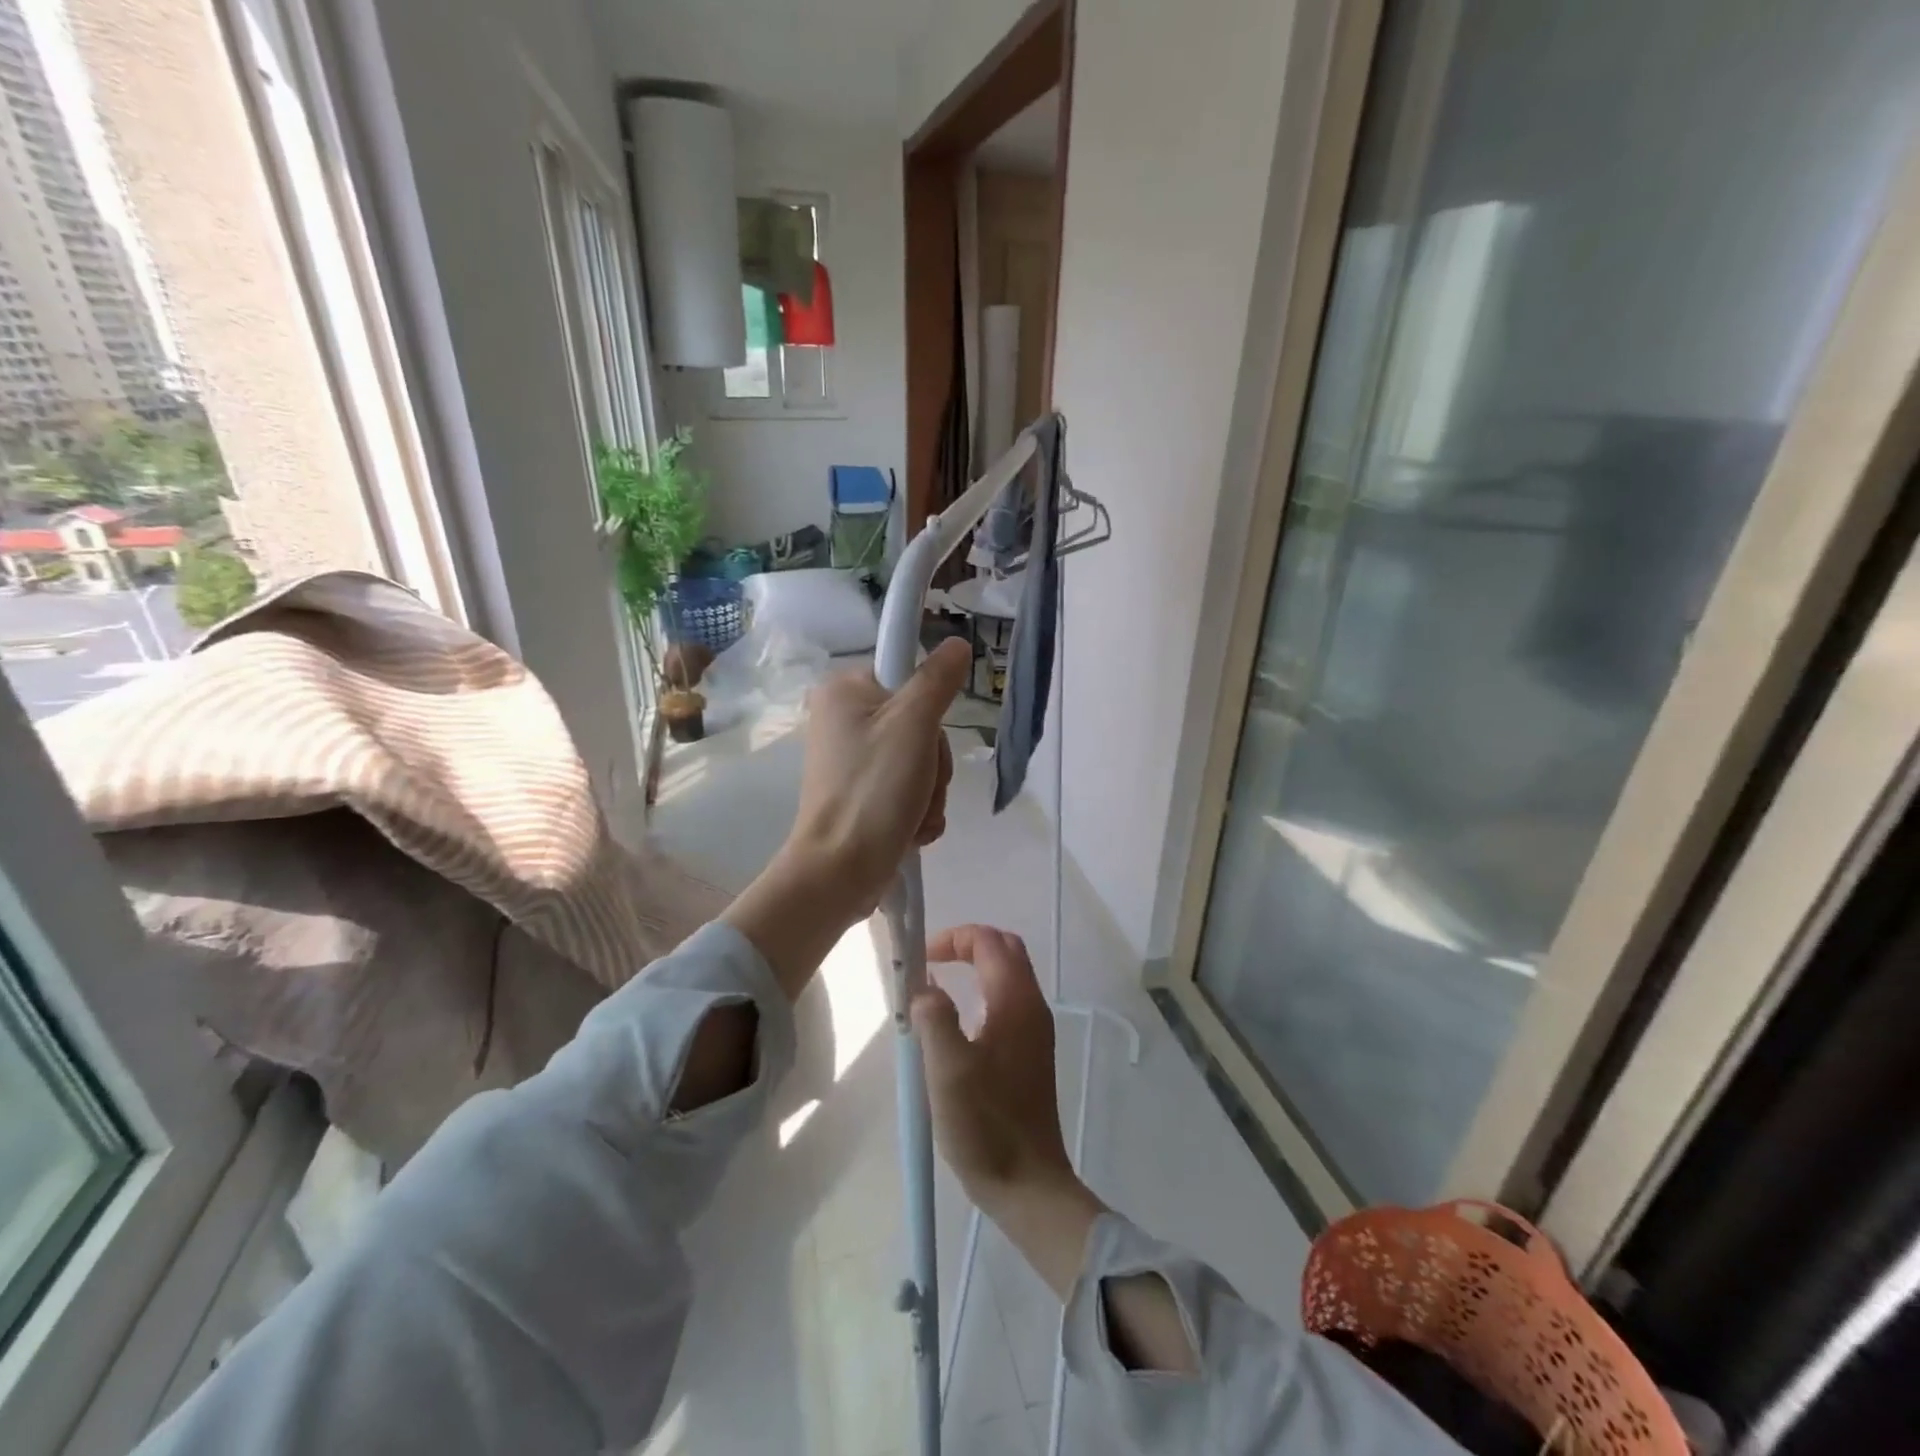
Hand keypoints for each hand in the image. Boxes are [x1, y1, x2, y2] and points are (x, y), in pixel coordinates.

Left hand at [722, 639, 969, 1000]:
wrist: (840, 871)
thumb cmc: (874, 790)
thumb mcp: (913, 724)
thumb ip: (937, 680)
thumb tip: (957, 643)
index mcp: (844, 690)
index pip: (907, 674)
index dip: (927, 706)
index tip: (924, 735)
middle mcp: (843, 719)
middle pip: (918, 722)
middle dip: (933, 762)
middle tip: (920, 784)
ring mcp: (852, 759)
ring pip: (919, 759)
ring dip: (930, 791)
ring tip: (915, 815)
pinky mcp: (862, 793)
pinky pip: (908, 787)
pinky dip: (918, 809)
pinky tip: (911, 829)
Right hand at [914, 925, 1106, 1294]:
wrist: (1028, 1183)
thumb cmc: (986, 1125)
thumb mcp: (948, 1070)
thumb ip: (934, 1017)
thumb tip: (925, 986)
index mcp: (1016, 1002)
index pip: (989, 942)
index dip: (954, 938)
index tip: (921, 958)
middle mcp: (1032, 1007)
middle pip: (1005, 950)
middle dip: (967, 945)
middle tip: (930, 962)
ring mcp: (1035, 1030)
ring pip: (1009, 975)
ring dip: (974, 967)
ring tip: (936, 988)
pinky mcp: (1031, 1052)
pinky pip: (1008, 1001)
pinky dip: (982, 992)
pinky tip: (957, 1022)